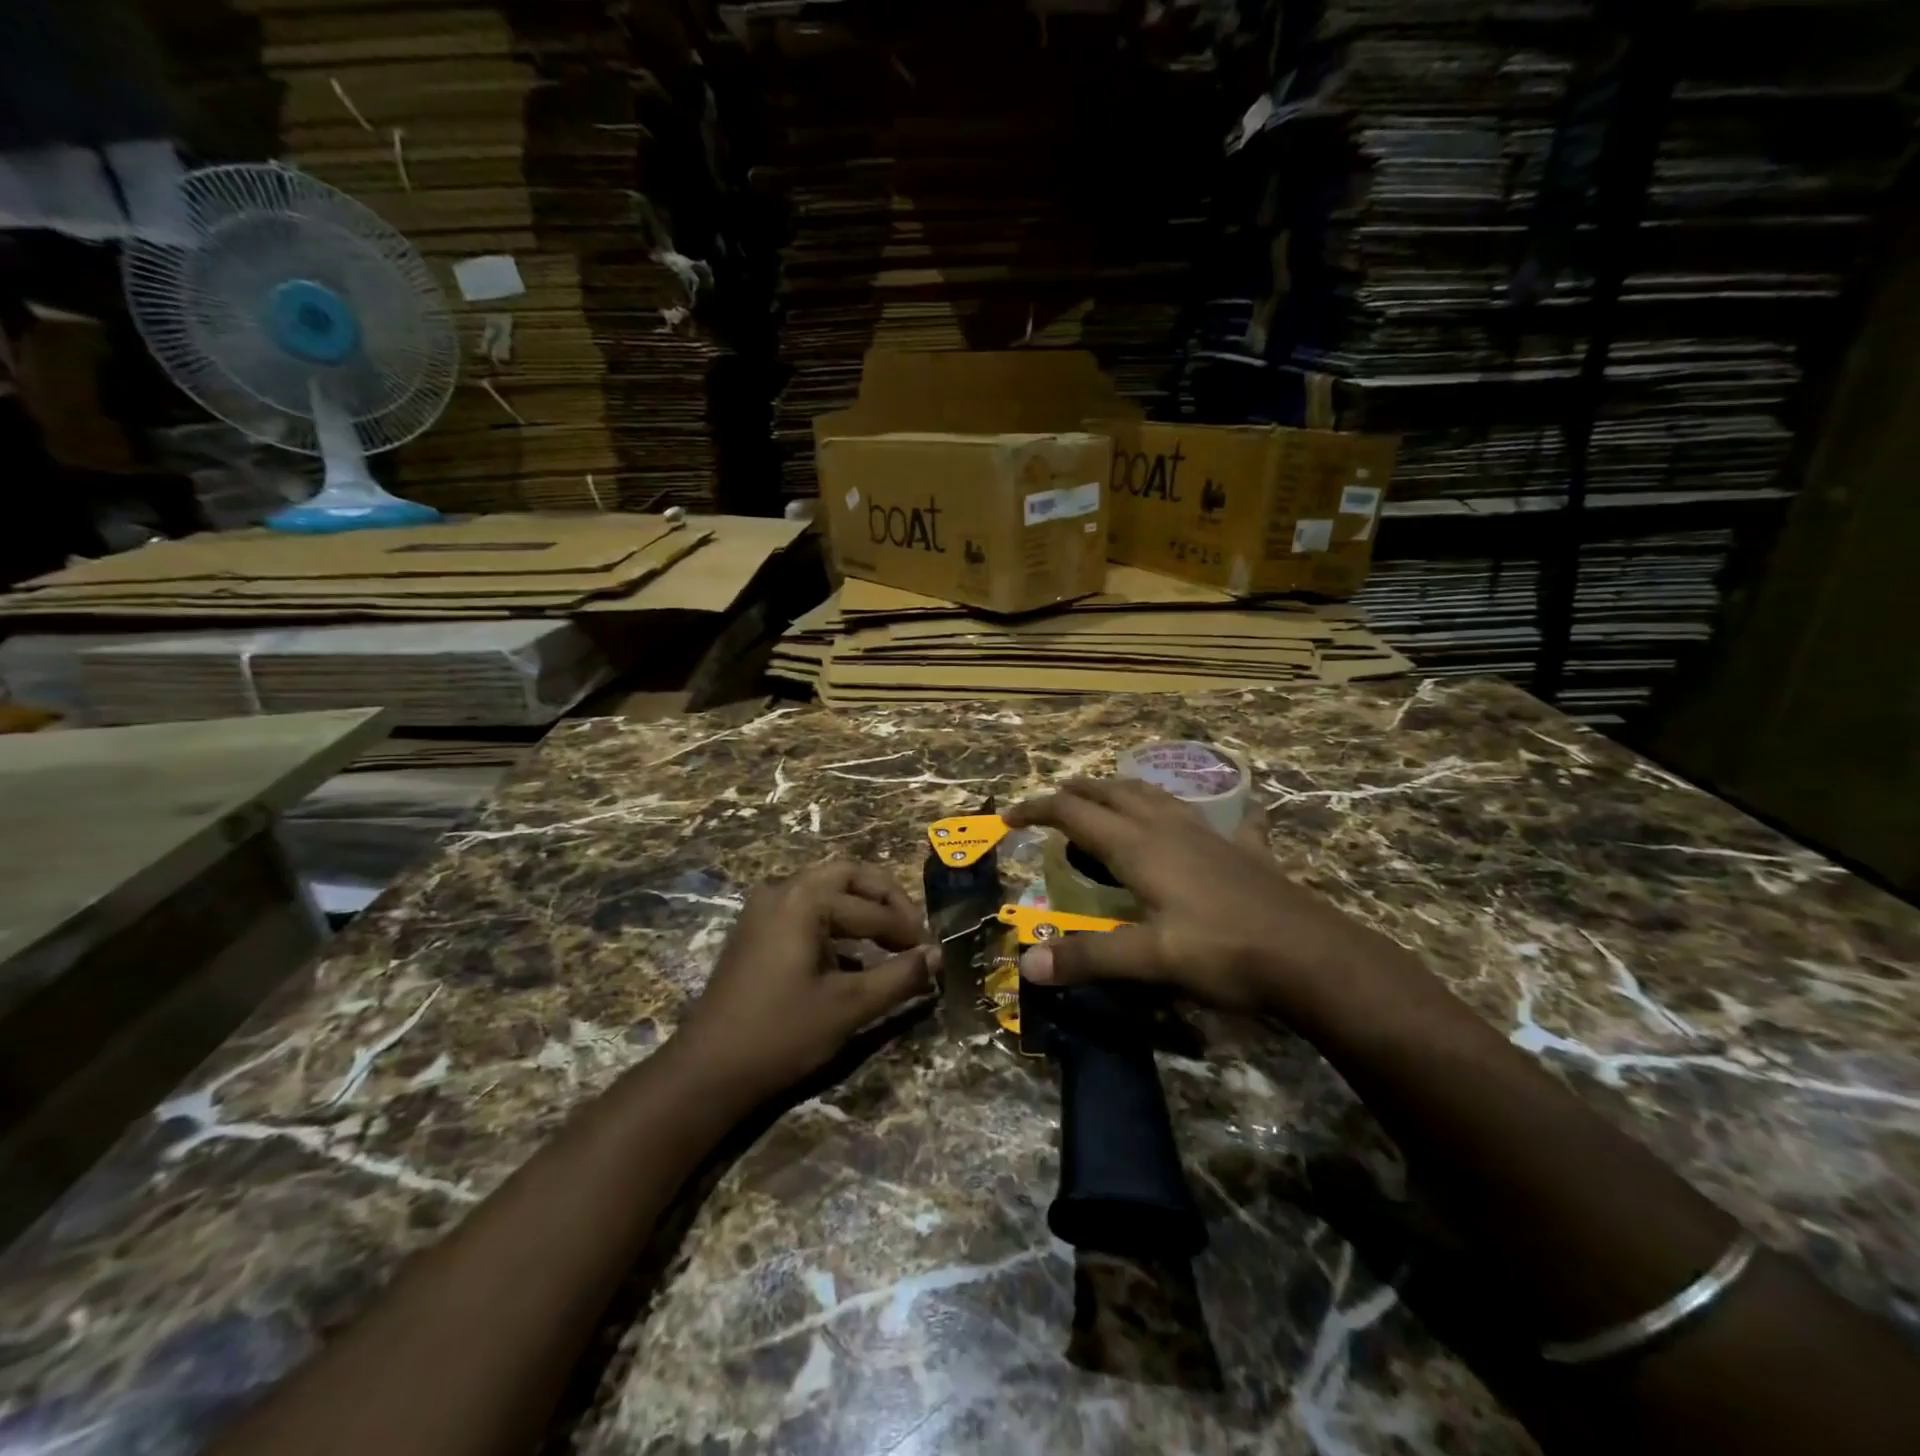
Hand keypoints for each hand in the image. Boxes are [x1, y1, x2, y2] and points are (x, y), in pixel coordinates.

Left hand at [675, 861, 936, 1102]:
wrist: (707, 1071)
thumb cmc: (782, 1034)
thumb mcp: (850, 1007)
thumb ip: (900, 976)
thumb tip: (939, 957)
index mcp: (804, 899)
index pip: (873, 906)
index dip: (909, 929)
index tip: (934, 952)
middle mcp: (782, 889)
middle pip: (850, 876)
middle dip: (887, 902)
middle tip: (914, 934)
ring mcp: (764, 907)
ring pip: (828, 890)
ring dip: (863, 911)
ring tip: (892, 944)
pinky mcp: (757, 929)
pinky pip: (807, 910)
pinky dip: (837, 924)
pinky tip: (855, 959)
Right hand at [1003, 778, 1413, 1017]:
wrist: (1312, 956)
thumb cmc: (1224, 952)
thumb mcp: (1150, 960)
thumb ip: (1088, 957)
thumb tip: (1027, 964)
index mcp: (1140, 847)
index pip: (1075, 814)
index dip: (1038, 810)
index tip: (1009, 818)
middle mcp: (1170, 829)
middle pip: (1113, 794)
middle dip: (1078, 792)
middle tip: (1053, 802)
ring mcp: (1211, 835)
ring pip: (1158, 797)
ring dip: (1125, 792)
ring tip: (1109, 798)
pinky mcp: (1245, 851)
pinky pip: (1222, 819)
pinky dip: (1207, 813)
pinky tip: (1228, 814)